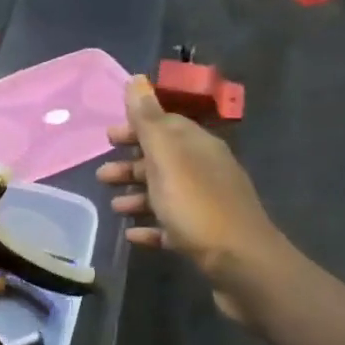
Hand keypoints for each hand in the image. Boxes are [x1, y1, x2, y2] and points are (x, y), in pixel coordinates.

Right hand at [96, 78, 285, 321]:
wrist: (243, 266)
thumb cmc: (198, 207)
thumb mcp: (168, 159)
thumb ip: (149, 120)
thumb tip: (136, 79)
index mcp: (199, 146)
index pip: (165, 125)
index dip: (136, 127)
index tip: (108, 137)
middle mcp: (206, 170)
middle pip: (163, 160)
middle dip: (131, 164)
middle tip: (102, 174)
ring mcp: (208, 204)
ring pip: (166, 193)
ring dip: (137, 195)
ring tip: (112, 206)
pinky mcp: (206, 237)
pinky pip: (172, 226)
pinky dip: (151, 227)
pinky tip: (132, 235)